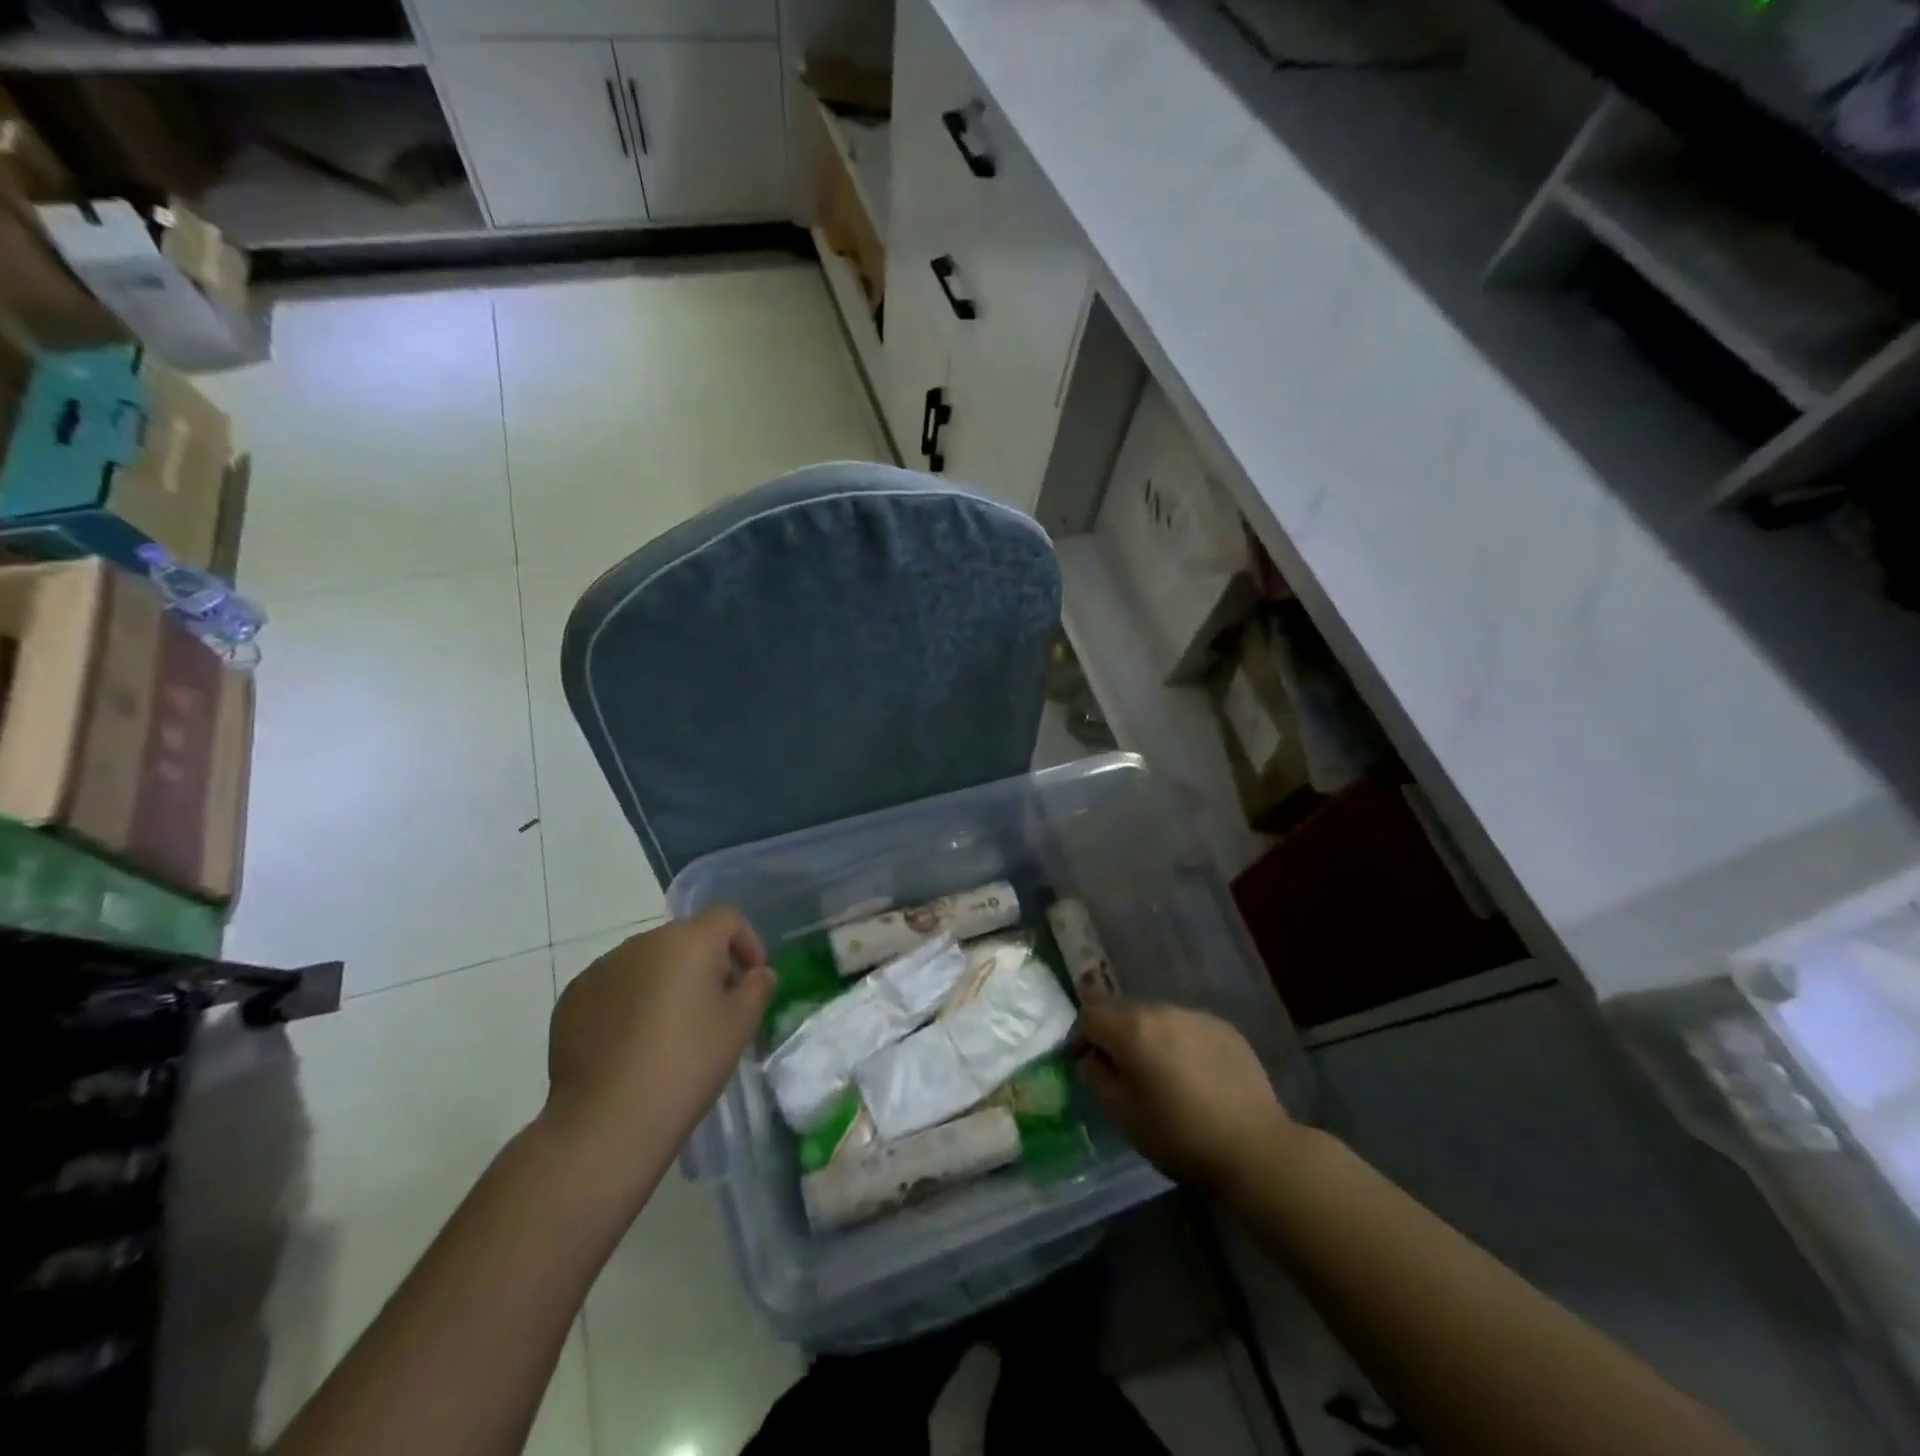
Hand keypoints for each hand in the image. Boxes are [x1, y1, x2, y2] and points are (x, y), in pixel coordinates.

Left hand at [546, 908, 773, 1151]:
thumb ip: (757, 988)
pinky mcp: (573, 997)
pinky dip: (630, 1001)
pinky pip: (614, 986)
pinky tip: (632, 1043)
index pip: (726, 918)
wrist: (607, 1121)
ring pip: (647, 962)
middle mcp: (642, 942)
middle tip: (715, 1007)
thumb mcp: (739, 1026)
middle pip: (685, 939)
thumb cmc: (686, 1065)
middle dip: (705, 963)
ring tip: (670, 1028)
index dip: (746, 941)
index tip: (751, 977)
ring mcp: (602, 968)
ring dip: (666, 981)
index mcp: (688, 941)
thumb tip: (758, 973)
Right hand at [1075, 1001, 1294, 1191]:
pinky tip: (1195, 1077)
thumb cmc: (1179, 1135)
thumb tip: (1091, 1059)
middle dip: (1117, 1037)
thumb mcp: (1123, 1115)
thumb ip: (1096, 1078)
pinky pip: (1189, 1029)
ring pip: (1159, 1019)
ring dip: (1151, 1039)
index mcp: (1132, 1028)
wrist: (1254, 1148)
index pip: (1090, 1014)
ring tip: (1162, 1076)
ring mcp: (1197, 1016)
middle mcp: (1163, 1010)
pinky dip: (1182, 1045)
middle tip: (1124, 1073)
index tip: (1086, 1064)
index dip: (1081, 1037)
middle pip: (1125, 1013)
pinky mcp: (1225, 1028)